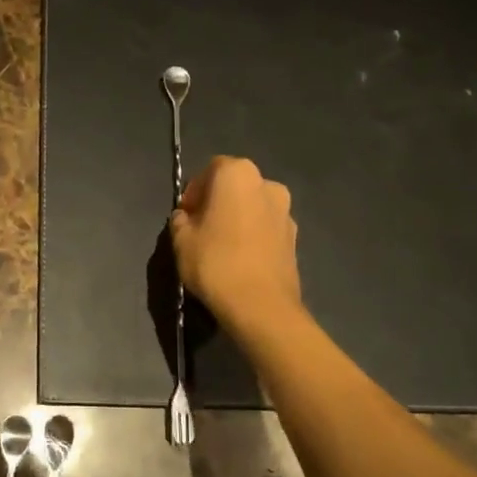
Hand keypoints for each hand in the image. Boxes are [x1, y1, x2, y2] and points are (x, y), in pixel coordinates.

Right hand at [169, 156, 302, 337]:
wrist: (261, 306)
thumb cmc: (215, 263)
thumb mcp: (181, 240)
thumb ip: (180, 220)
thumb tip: (186, 217)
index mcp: (238, 174)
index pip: (210, 170)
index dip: (194, 191)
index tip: (185, 215)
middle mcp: (267, 184)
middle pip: (235, 186)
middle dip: (217, 201)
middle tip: (200, 228)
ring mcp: (286, 211)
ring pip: (253, 206)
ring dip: (237, 218)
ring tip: (221, 246)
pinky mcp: (295, 238)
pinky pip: (266, 228)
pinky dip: (253, 235)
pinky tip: (240, 259)